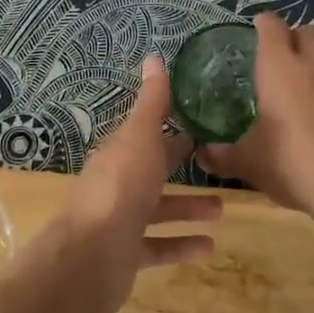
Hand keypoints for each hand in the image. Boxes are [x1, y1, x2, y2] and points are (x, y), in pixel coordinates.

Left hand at [48, 55, 219, 312]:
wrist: (91, 256)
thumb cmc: (120, 189)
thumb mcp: (140, 138)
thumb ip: (151, 103)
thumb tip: (153, 56)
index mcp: (117, 154)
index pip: (145, 135)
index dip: (169, 128)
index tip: (200, 125)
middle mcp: (116, 185)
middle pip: (151, 171)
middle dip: (179, 166)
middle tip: (217, 163)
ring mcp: (119, 221)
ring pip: (157, 211)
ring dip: (187, 208)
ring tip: (222, 209)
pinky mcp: (126, 255)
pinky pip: (158, 247)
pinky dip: (182, 245)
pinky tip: (209, 247)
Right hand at [199, 15, 313, 221]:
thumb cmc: (291, 164)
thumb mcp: (249, 162)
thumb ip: (223, 156)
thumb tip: (201, 155)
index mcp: (278, 67)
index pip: (270, 29)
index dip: (263, 25)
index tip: (257, 29)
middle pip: (306, 33)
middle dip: (294, 38)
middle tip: (285, 57)